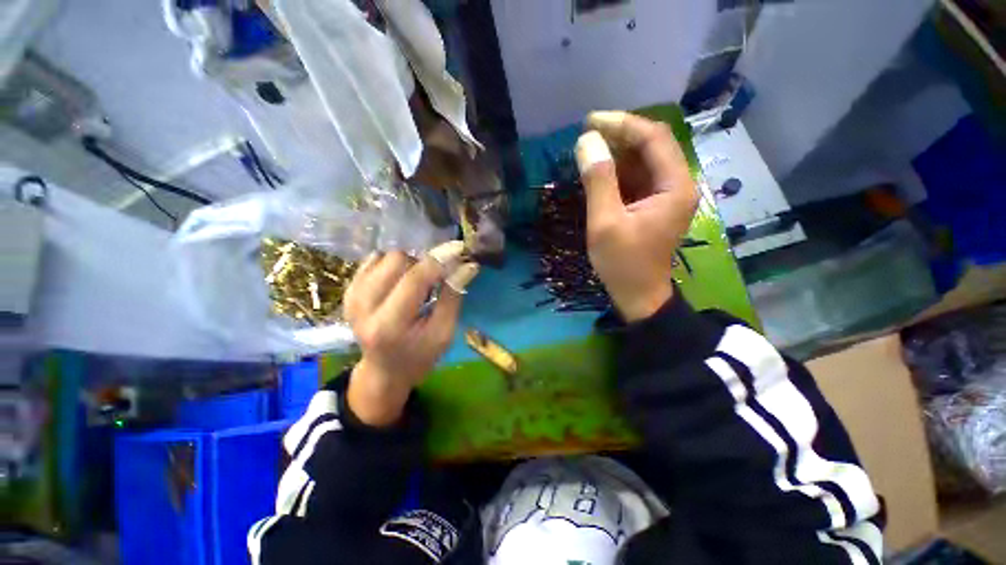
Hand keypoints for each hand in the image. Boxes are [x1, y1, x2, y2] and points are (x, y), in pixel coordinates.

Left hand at [343, 241, 478, 426]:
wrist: (384, 371)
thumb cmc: (420, 355)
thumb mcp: (444, 333)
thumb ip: (453, 297)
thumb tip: (467, 265)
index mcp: (390, 325)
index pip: (414, 279)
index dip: (439, 259)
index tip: (459, 249)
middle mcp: (363, 307)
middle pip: (397, 259)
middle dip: (422, 262)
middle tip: (435, 278)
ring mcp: (351, 297)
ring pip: (385, 256)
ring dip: (408, 264)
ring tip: (417, 284)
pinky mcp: (348, 291)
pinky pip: (374, 260)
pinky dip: (393, 265)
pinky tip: (400, 282)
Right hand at [575, 111, 698, 321]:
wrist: (638, 296)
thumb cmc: (623, 264)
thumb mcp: (605, 223)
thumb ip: (598, 181)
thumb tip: (587, 141)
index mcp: (674, 186)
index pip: (654, 138)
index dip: (622, 124)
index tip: (590, 121)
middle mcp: (677, 184)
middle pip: (652, 145)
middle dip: (619, 135)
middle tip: (586, 134)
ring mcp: (667, 195)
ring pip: (644, 160)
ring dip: (617, 152)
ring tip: (588, 149)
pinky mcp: (654, 205)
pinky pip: (638, 178)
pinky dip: (618, 170)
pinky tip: (599, 171)